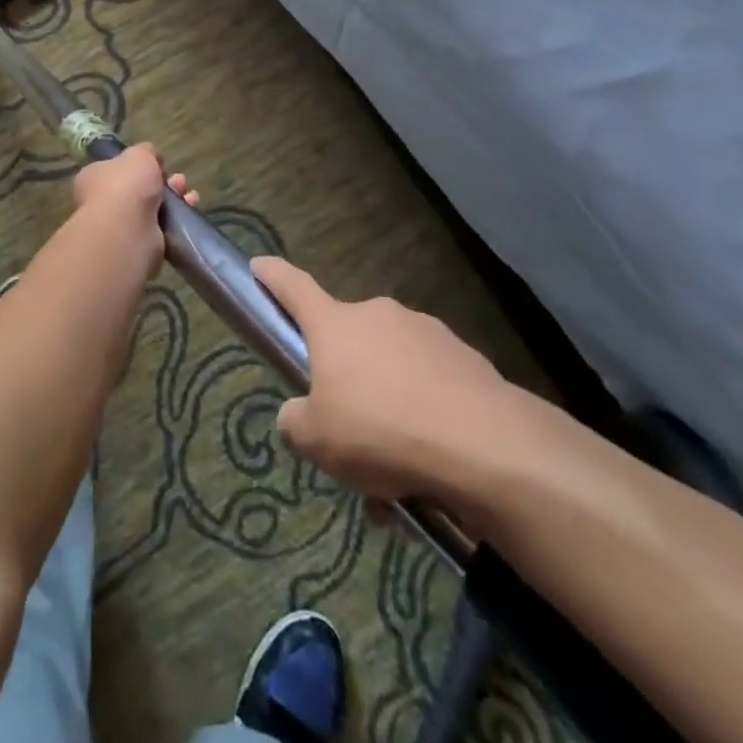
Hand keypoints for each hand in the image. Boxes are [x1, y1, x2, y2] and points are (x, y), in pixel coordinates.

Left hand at [71, 143, 197, 280]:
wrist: (127, 231)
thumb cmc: (125, 185)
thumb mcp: (138, 154)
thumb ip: (146, 152)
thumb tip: (151, 158)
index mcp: (94, 178)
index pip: (118, 169)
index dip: (140, 165)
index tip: (159, 164)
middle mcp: (104, 203)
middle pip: (140, 188)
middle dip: (164, 182)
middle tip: (178, 180)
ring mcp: (121, 226)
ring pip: (155, 208)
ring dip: (175, 198)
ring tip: (187, 194)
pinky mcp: (139, 245)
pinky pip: (163, 228)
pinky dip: (178, 219)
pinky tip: (190, 208)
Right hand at [253, 256, 516, 506]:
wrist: (483, 445)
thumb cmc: (381, 431)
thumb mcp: (318, 440)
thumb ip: (296, 422)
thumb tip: (297, 414)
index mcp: (335, 325)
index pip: (294, 288)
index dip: (272, 277)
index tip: (259, 264)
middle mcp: (378, 316)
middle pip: (348, 343)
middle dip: (347, 384)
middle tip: (350, 439)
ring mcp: (425, 333)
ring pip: (391, 371)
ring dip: (387, 411)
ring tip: (396, 478)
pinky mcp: (464, 358)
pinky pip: (430, 386)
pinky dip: (424, 419)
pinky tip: (432, 470)